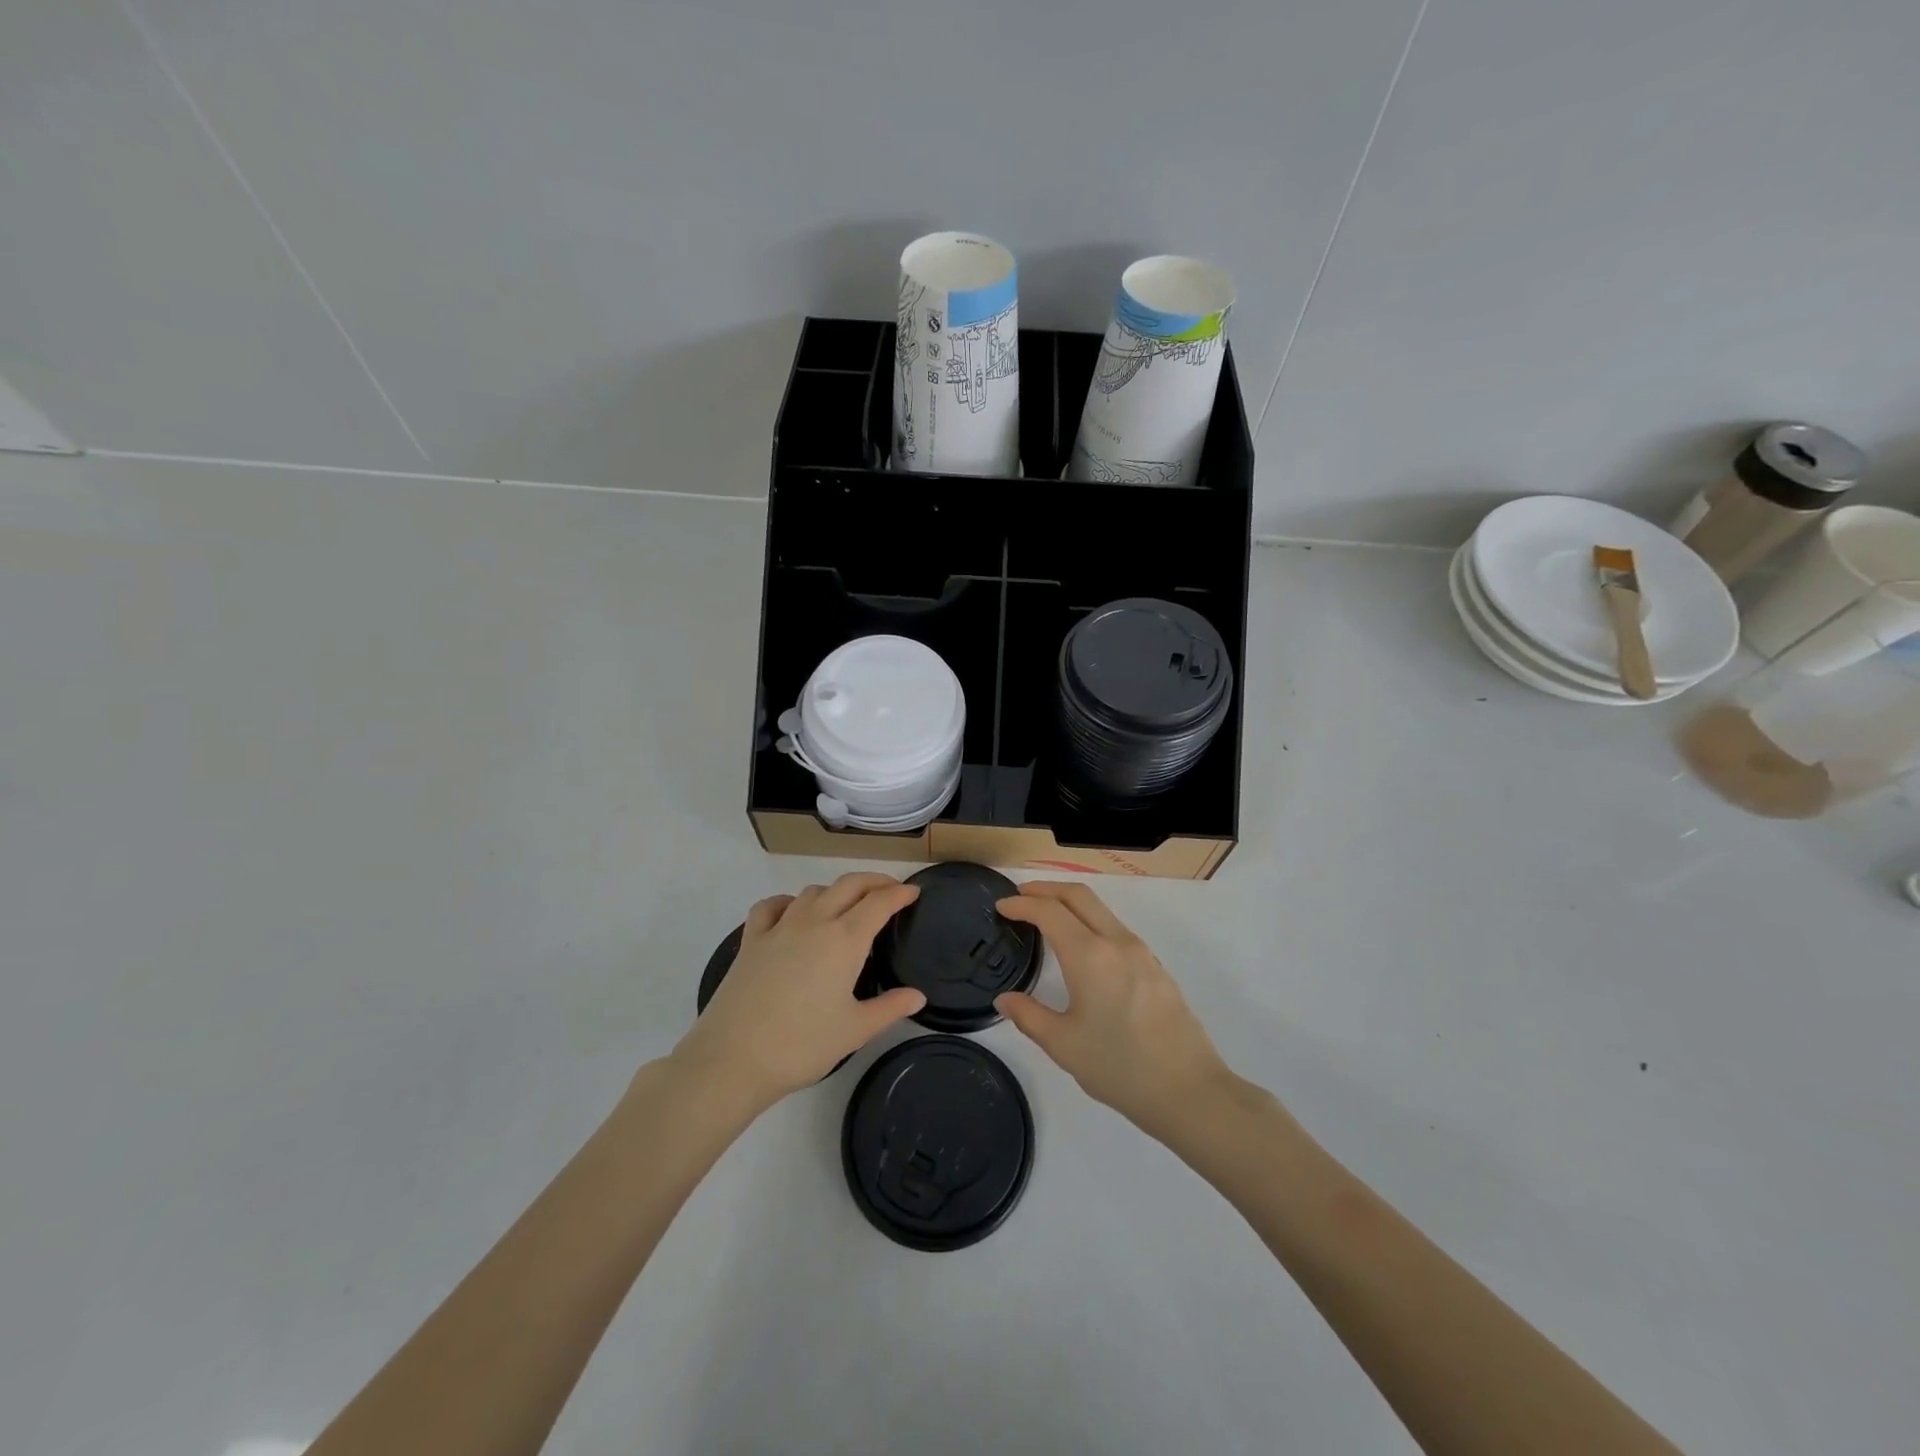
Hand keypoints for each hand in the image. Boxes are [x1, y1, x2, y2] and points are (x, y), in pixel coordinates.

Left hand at [670, 873, 925, 1111]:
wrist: (733, 1059)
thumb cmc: (802, 1045)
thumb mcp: (855, 1030)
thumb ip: (890, 1008)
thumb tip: (918, 996)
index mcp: (844, 940)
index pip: (879, 902)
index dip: (900, 893)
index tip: (914, 893)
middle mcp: (814, 922)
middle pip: (848, 885)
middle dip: (874, 881)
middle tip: (891, 890)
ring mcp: (779, 928)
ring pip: (813, 891)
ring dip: (836, 891)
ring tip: (847, 906)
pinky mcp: (751, 940)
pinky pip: (771, 906)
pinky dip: (788, 902)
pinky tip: (792, 913)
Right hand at [995, 882, 1232, 1137]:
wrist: (1190, 1091)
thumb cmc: (1120, 1068)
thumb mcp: (1063, 1046)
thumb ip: (1029, 1016)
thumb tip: (1005, 999)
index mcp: (1090, 956)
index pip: (1049, 911)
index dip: (1021, 903)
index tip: (1001, 906)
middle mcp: (1117, 942)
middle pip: (1079, 895)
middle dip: (1046, 888)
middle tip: (1021, 896)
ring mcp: (1142, 953)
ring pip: (1101, 910)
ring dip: (1071, 904)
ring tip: (1047, 919)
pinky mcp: (1156, 968)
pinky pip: (1116, 930)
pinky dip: (1091, 923)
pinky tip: (1082, 950)